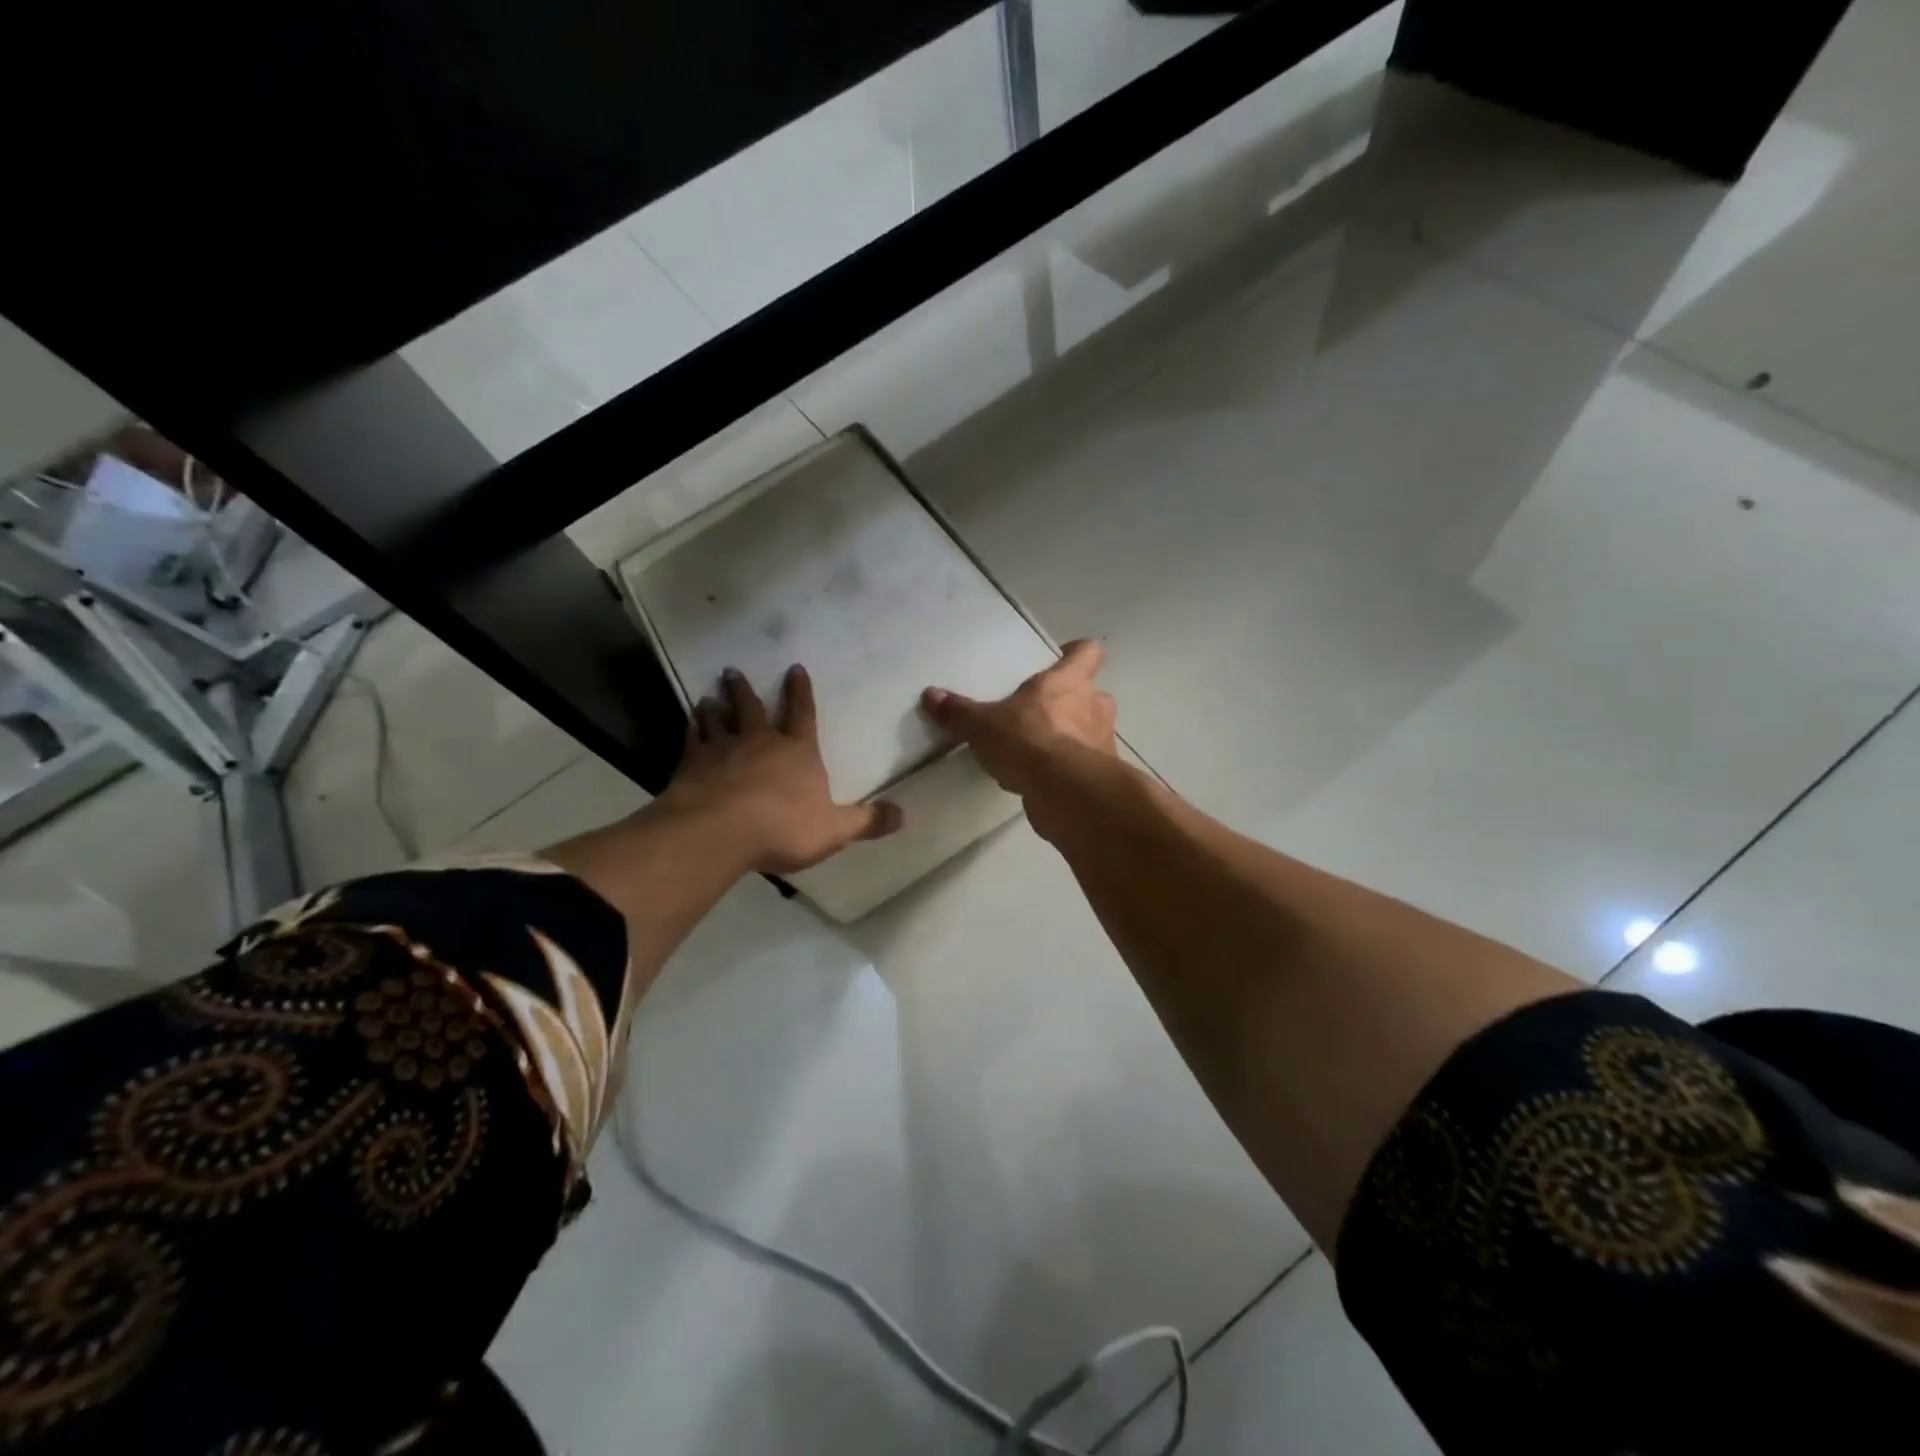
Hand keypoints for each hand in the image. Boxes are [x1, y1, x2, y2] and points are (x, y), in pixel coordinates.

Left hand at [662, 665, 902, 874]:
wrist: (720, 832)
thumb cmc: (783, 828)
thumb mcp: (835, 829)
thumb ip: (867, 821)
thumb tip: (905, 815)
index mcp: (798, 752)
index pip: (802, 714)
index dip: (800, 691)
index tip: (794, 668)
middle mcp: (760, 742)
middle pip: (752, 708)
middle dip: (745, 690)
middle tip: (733, 671)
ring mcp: (723, 750)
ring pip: (719, 720)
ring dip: (715, 707)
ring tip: (709, 696)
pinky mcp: (692, 765)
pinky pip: (693, 740)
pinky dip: (692, 729)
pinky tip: (689, 724)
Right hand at [921, 639, 1118, 809]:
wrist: (1066, 793)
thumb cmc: (1029, 741)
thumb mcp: (983, 726)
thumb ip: (959, 711)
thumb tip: (931, 695)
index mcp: (1069, 681)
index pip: (1088, 652)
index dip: (1075, 654)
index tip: (1057, 662)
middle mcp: (1094, 705)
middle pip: (1090, 693)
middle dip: (1069, 703)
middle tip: (1039, 713)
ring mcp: (1102, 741)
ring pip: (1089, 730)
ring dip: (1069, 738)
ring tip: (1036, 749)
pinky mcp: (1100, 776)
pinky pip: (1082, 765)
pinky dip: (1065, 769)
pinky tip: (1038, 780)